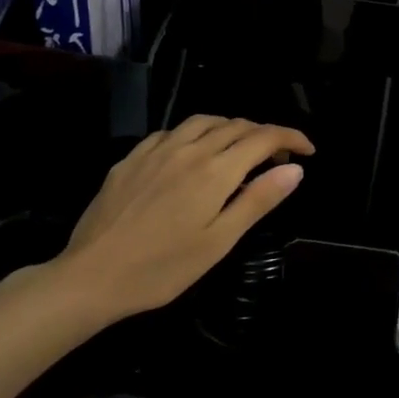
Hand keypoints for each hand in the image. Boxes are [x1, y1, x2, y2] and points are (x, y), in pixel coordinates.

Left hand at [46, 116, 313, 325]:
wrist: (90, 277)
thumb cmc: (162, 268)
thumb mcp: (219, 241)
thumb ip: (258, 200)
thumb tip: (295, 169)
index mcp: (215, 171)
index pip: (263, 138)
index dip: (290, 138)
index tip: (308, 150)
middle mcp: (189, 149)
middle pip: (236, 125)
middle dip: (265, 134)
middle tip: (278, 159)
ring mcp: (157, 150)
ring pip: (204, 121)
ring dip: (231, 127)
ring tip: (240, 148)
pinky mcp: (132, 158)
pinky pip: (173, 131)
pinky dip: (196, 133)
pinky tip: (192, 153)